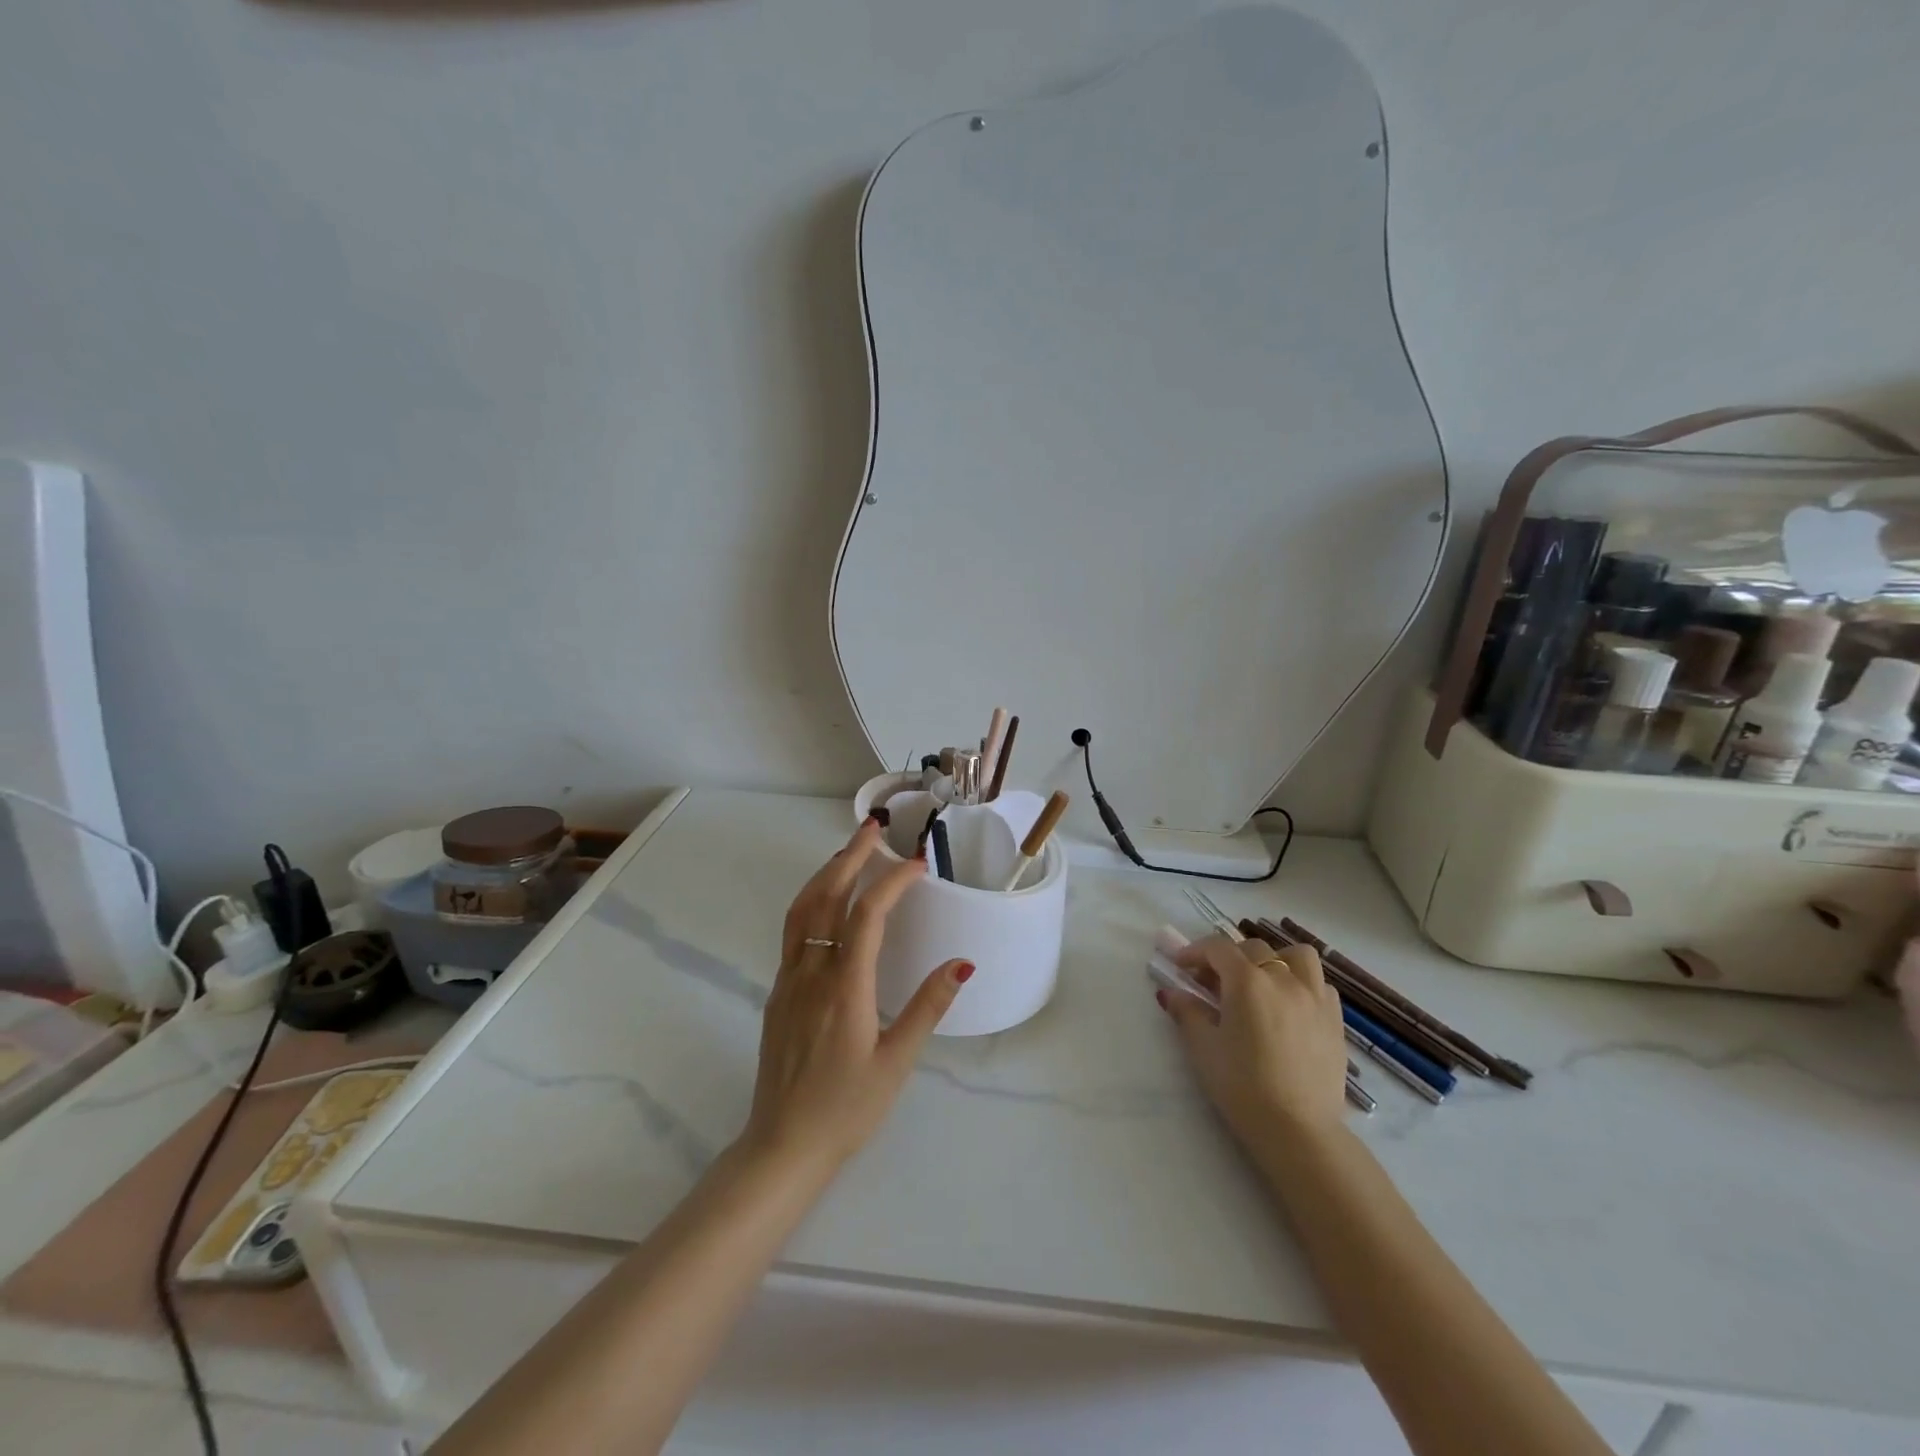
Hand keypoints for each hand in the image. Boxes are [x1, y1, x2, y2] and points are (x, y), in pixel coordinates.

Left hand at [740, 817, 971, 1177]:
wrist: (781, 1146)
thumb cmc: (847, 1109)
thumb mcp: (897, 1063)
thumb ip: (928, 1007)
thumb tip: (962, 962)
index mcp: (844, 988)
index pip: (867, 917)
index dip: (892, 883)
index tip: (917, 864)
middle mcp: (811, 973)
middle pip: (826, 898)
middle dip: (850, 858)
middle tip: (873, 829)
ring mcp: (788, 980)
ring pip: (802, 910)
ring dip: (825, 874)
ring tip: (849, 852)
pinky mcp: (777, 993)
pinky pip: (793, 932)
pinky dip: (812, 901)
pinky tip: (828, 903)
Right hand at [1158, 935, 1347, 1151]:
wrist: (1298, 1130)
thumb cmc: (1242, 1086)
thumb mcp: (1203, 1049)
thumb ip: (1187, 1013)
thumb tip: (1171, 993)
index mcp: (1247, 981)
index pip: (1218, 948)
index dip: (1195, 952)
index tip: (1181, 967)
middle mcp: (1284, 979)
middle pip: (1254, 949)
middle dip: (1229, 958)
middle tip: (1214, 983)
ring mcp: (1315, 998)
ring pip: (1297, 956)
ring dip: (1275, 960)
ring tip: (1262, 983)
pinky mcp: (1335, 1022)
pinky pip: (1320, 985)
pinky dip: (1302, 984)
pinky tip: (1289, 1008)